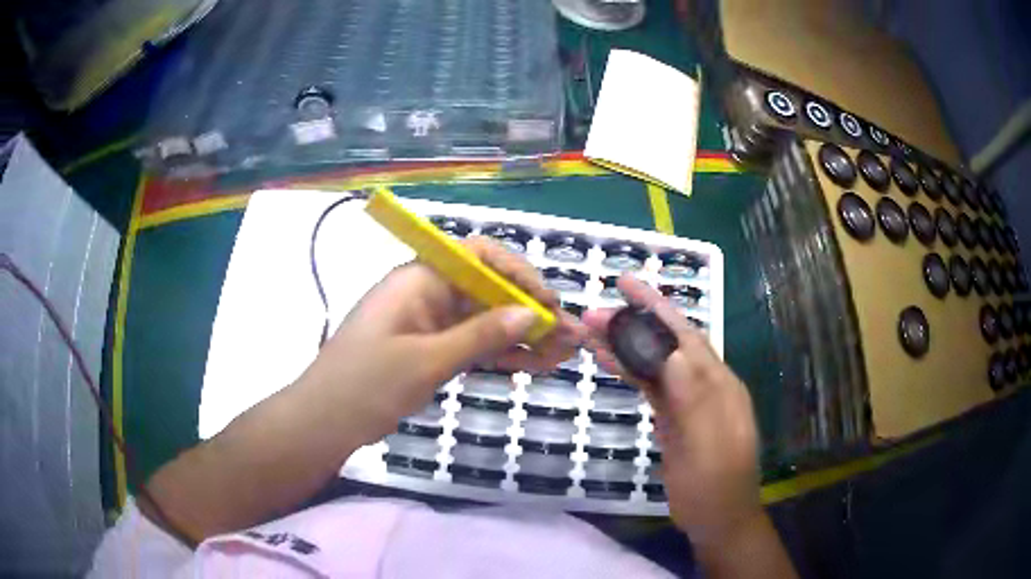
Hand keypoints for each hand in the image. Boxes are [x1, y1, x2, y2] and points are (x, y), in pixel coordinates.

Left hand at [301, 236, 586, 445]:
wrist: (325, 422)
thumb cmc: (366, 384)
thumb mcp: (425, 361)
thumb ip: (480, 336)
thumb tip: (531, 314)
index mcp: (420, 278)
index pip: (479, 257)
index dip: (519, 275)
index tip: (548, 304)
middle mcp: (429, 293)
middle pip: (489, 292)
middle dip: (531, 313)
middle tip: (570, 338)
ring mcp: (431, 324)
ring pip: (486, 322)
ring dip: (523, 338)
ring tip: (564, 355)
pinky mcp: (431, 350)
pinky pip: (474, 346)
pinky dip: (501, 355)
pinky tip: (534, 366)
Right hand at [583, 275, 761, 546]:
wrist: (717, 520)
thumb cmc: (714, 486)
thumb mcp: (707, 444)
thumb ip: (694, 396)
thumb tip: (673, 350)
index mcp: (719, 384)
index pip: (685, 335)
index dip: (657, 307)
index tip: (626, 284)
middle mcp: (706, 385)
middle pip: (667, 344)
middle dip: (633, 323)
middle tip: (593, 311)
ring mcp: (689, 402)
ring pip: (655, 364)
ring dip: (625, 345)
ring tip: (590, 331)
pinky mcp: (674, 418)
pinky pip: (651, 387)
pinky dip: (630, 371)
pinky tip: (609, 361)